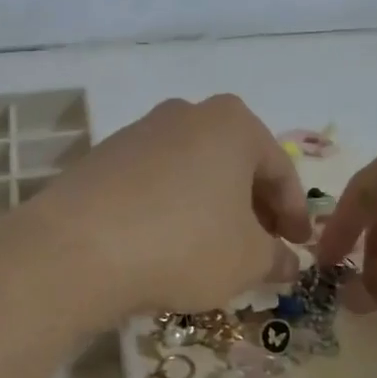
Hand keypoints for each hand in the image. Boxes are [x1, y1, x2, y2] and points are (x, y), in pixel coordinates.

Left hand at [19, 95, 308, 321]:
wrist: (77, 250)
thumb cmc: (184, 244)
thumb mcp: (247, 261)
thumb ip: (276, 258)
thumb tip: (287, 263)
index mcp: (233, 123)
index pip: (280, 171)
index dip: (295, 214)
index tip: (299, 246)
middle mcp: (186, 114)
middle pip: (235, 165)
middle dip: (253, 208)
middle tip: (262, 247)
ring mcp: (139, 132)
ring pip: (194, 172)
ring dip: (212, 208)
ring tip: (215, 250)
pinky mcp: (103, 158)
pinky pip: (155, 183)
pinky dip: (173, 209)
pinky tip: (169, 245)